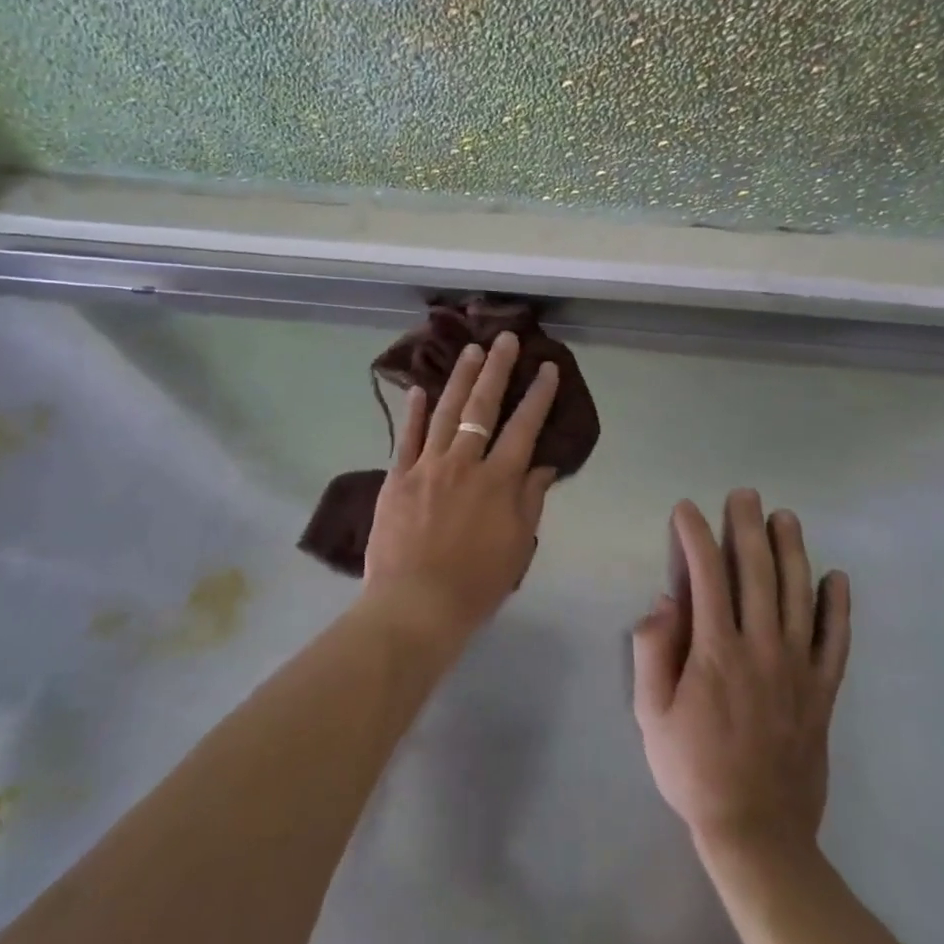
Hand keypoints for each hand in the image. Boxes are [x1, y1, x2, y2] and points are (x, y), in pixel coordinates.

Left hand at [360, 332, 560, 647]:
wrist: (416, 604)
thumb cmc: (476, 583)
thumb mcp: (518, 546)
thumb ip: (529, 500)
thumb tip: (542, 463)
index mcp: (498, 481)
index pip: (523, 428)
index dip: (538, 396)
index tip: (546, 368)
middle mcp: (463, 463)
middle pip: (482, 408)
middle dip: (497, 370)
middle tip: (504, 339)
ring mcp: (426, 466)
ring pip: (444, 412)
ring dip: (459, 379)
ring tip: (470, 351)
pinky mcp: (397, 477)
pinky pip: (406, 436)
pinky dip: (412, 411)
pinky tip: (417, 388)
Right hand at [633, 494, 850, 858]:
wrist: (757, 833)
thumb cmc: (692, 769)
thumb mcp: (650, 713)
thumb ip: (653, 651)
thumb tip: (666, 600)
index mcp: (715, 651)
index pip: (706, 577)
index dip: (695, 537)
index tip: (687, 510)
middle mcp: (761, 649)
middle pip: (757, 575)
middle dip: (747, 529)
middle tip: (744, 495)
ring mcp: (798, 670)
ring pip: (799, 597)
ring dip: (792, 552)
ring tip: (785, 518)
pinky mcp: (823, 693)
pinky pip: (836, 642)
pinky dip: (839, 608)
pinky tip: (837, 578)